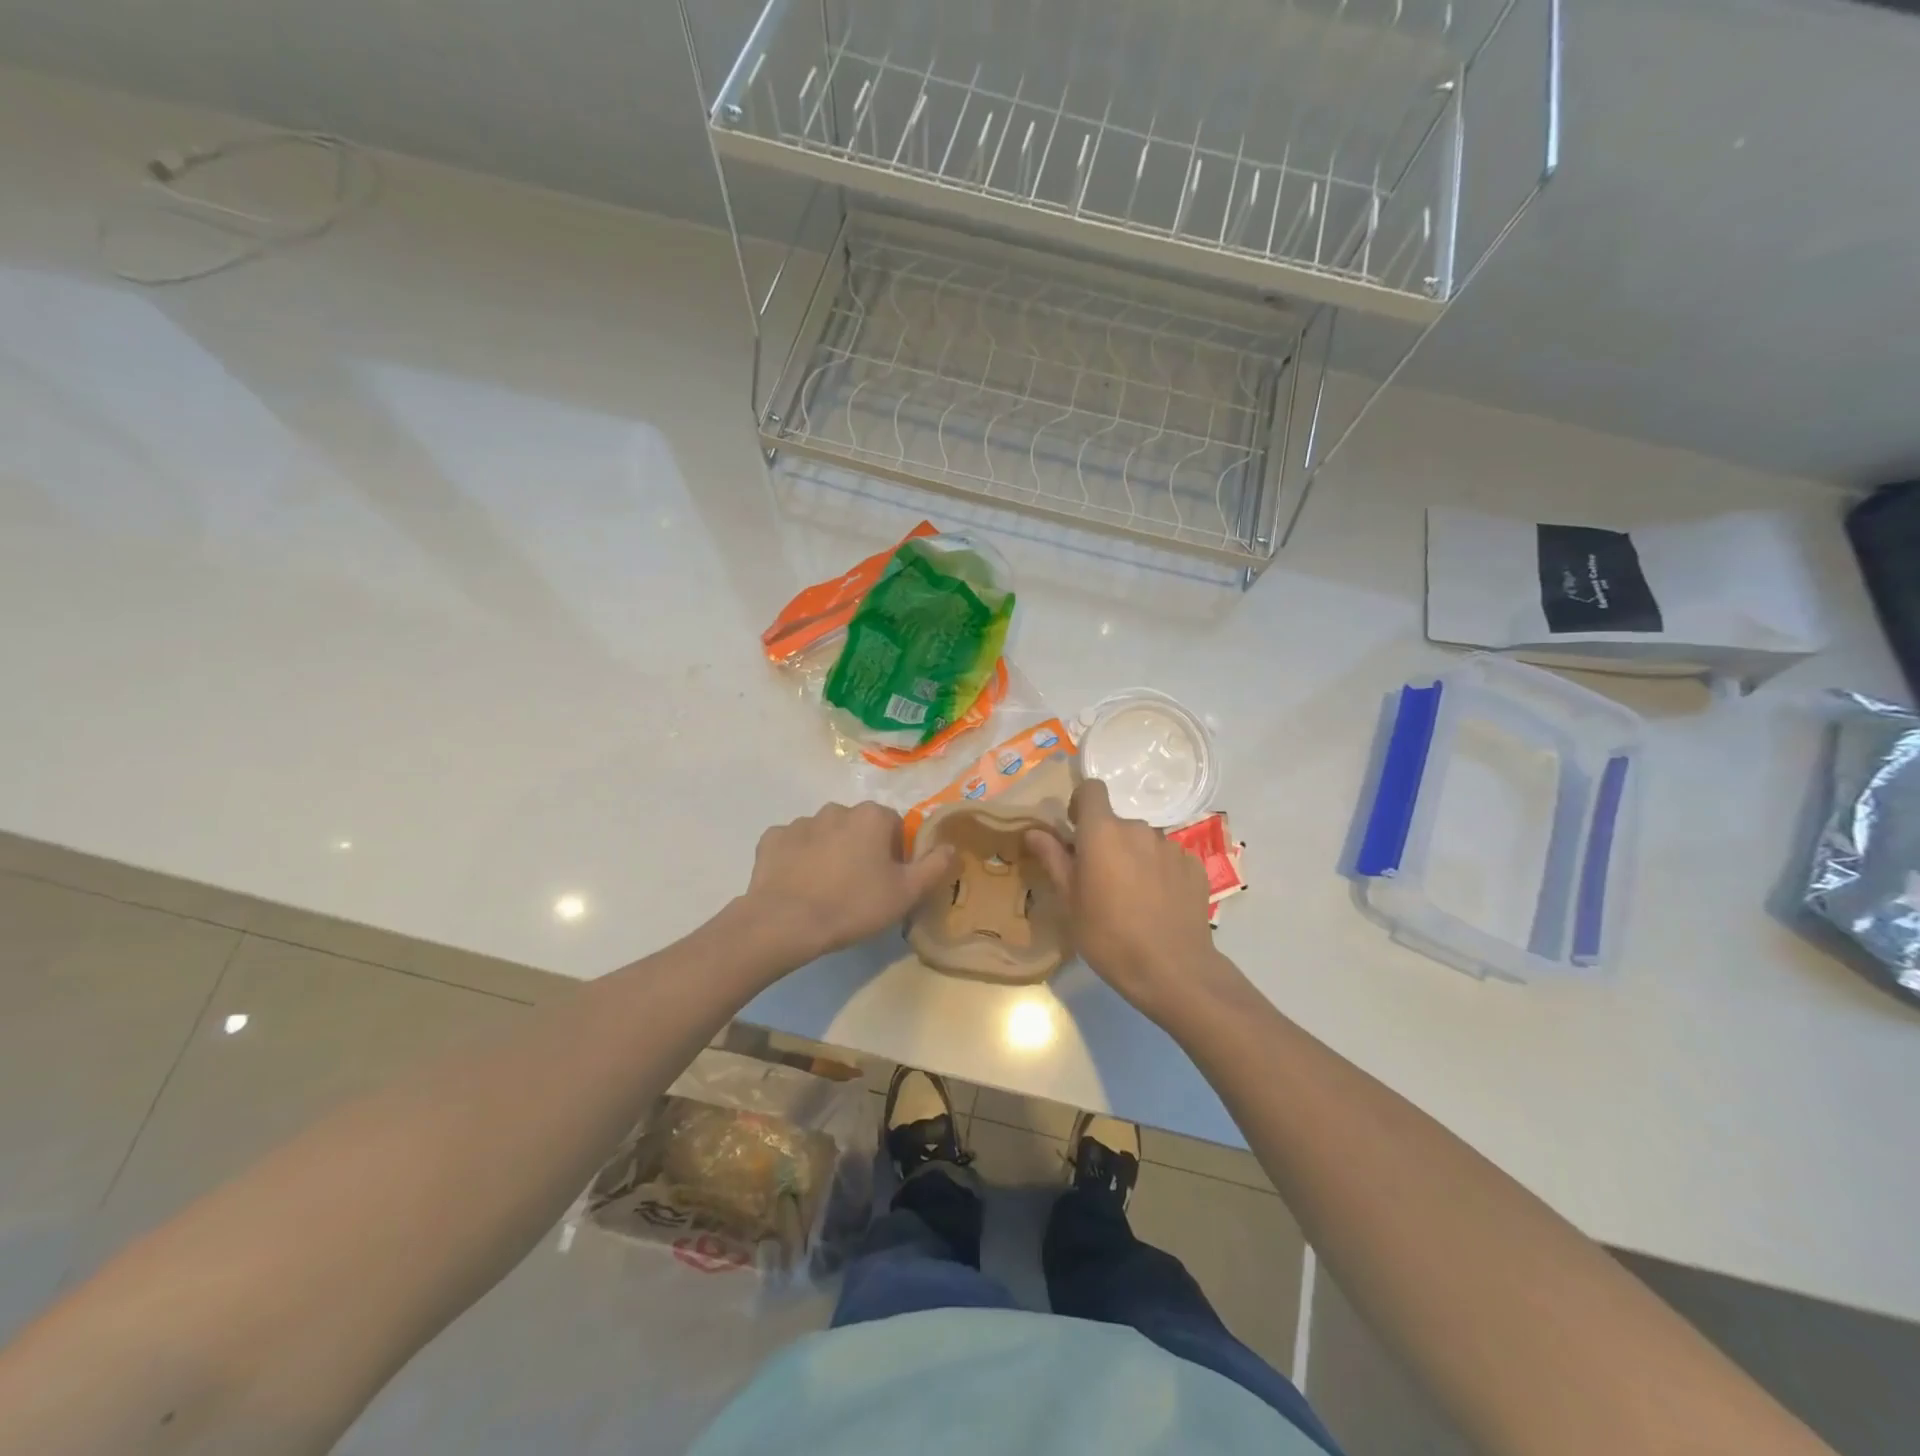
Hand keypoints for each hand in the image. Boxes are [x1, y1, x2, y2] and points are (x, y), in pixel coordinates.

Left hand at [744, 802, 956, 961]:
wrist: (786, 922)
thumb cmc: (854, 905)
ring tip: (826, 890)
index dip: (895, 854)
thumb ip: (935, 866)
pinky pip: (793, 846)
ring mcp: (800, 822)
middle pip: (859, 827)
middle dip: (862, 849)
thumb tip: (951, 846)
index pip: (894, 826)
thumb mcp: (906, 893)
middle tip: (859, 887)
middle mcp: (837, 809)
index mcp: (872, 816)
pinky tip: (798, 886)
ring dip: (830, 853)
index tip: (888, 881)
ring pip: (825, 835)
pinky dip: (798, 860)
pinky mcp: (772, 839)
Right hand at [1025, 780, 1240, 1024]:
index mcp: (1103, 832)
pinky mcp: (1195, 865)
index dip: (1081, 803)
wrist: (1172, 970)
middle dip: (1106, 842)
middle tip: (1100, 880)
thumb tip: (1034, 832)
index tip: (1075, 831)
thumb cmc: (1108, 936)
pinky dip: (1160, 872)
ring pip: (1144, 842)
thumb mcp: (1070, 902)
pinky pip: (1169, 858)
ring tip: (1133, 897)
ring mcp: (1171, 846)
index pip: (1092, 789)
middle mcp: (1139, 829)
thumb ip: (1053, 859)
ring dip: (1134, 857)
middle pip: (1117, 823)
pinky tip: (1159, 904)